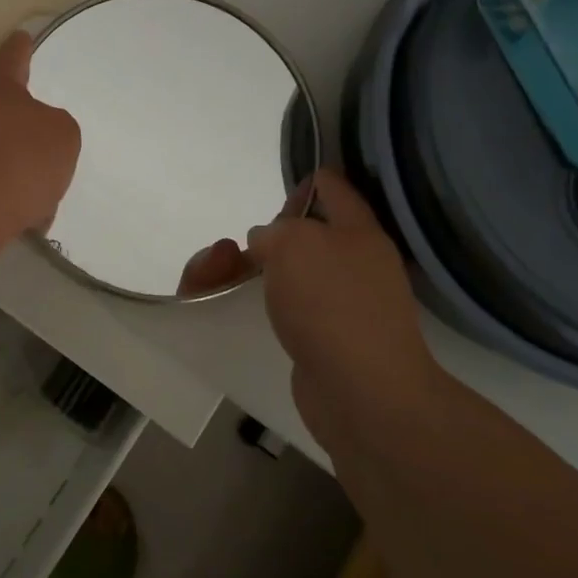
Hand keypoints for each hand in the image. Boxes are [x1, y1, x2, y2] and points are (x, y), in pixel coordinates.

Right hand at [245, 170, 444, 452]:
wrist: (363, 394)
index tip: (272, 196)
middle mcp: (353, 264)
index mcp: (358, 231)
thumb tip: (266, 243)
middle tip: (232, 251)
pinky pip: (283, 310)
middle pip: (301, 234)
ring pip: (285, 274)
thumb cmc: (332, 305)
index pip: (332, 187)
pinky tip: (235, 309)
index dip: (303, 182)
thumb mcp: (294, 243)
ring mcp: (339, 305)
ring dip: (246, 272)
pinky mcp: (321, 340)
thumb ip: (274, 231)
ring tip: (214, 281)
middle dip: (262, 237)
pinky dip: (258, 306)